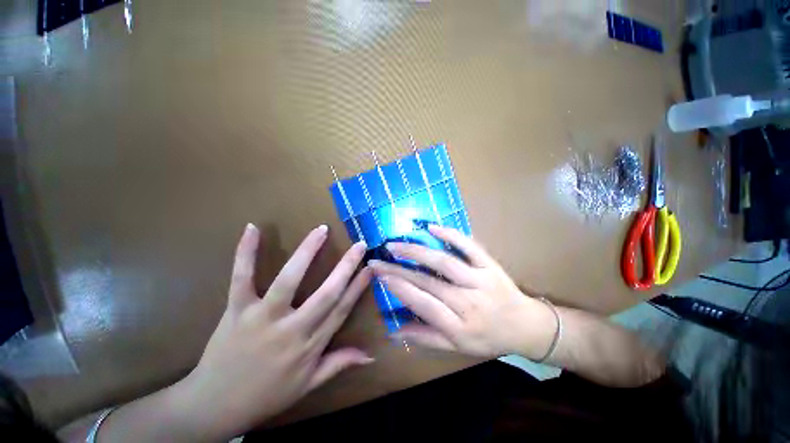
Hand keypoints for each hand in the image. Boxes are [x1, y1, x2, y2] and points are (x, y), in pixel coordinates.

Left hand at [177, 224, 372, 438]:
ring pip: (288, 280)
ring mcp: (262, 317)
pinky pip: (241, 278)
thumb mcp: (308, 385)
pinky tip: (253, 229)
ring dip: (306, 252)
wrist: (214, 406)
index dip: (358, 287)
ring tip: (321, 230)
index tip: (370, 268)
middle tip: (359, 245)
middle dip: (346, 266)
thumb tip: (371, 354)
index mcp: (310, 345)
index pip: (341, 309)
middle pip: (326, 293)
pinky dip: (246, 253)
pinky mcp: (236, 309)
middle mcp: (291, 329)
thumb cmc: (266, 395)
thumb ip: (339, 363)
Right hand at [369, 225, 556, 360]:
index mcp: (460, 326)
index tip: (380, 276)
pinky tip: (432, 228)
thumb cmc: (489, 338)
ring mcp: (480, 280)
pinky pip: (470, 247)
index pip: (423, 304)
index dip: (399, 289)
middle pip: (428, 282)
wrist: (526, 326)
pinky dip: (451, 235)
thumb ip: (426, 337)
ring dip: (417, 252)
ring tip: (395, 245)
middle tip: (378, 259)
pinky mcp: (490, 265)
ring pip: (444, 263)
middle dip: (399, 269)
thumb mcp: (458, 347)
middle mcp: (468, 302)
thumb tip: (394, 331)